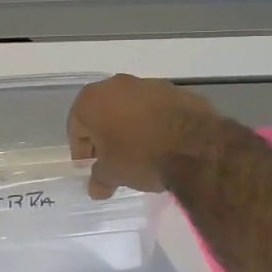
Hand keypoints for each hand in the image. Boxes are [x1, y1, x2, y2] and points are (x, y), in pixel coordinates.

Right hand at [67, 75, 219, 198]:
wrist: (195, 146)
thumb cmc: (140, 156)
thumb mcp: (113, 174)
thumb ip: (99, 179)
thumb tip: (96, 188)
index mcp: (91, 100)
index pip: (76, 127)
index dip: (82, 151)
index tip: (92, 168)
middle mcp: (115, 84)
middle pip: (102, 113)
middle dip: (105, 135)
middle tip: (113, 160)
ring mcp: (147, 84)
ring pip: (129, 108)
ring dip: (130, 126)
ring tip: (141, 152)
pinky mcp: (174, 90)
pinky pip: (155, 108)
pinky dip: (154, 122)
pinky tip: (163, 142)